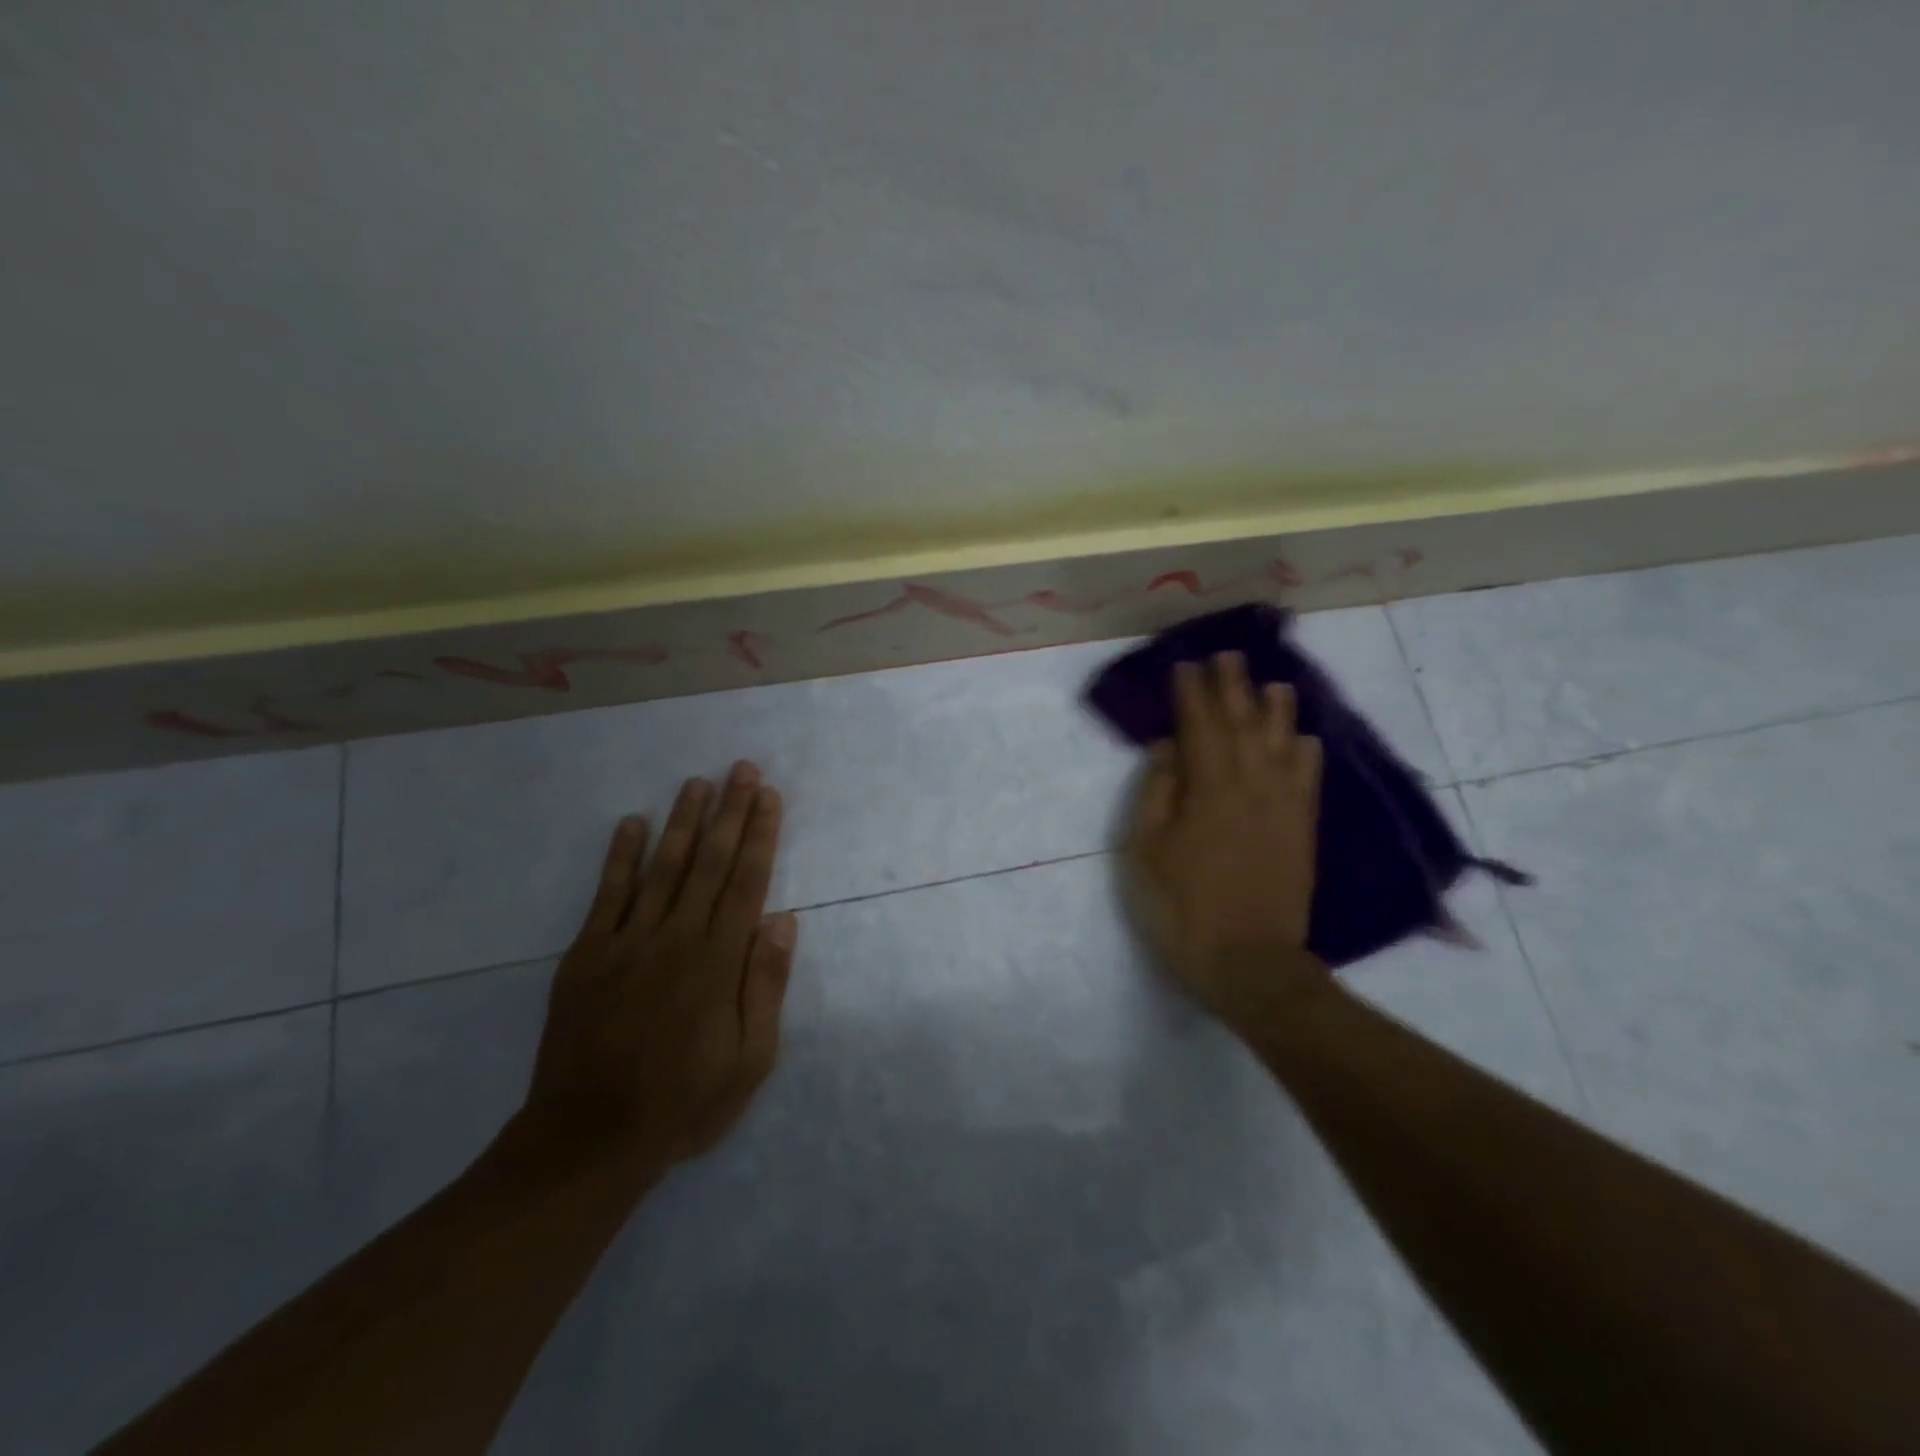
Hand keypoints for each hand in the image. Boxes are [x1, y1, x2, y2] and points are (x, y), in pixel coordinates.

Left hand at [519, 762, 797, 1175]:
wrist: (587, 1140)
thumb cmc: (683, 1102)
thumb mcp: (750, 1060)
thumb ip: (765, 986)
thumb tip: (783, 921)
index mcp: (717, 962)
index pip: (746, 882)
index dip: (760, 835)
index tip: (769, 796)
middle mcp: (675, 938)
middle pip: (708, 862)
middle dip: (728, 812)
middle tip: (741, 768)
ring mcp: (626, 943)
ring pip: (661, 868)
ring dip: (681, 821)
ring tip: (697, 782)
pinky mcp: (586, 955)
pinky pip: (607, 896)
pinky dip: (619, 857)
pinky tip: (631, 823)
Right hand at [1126, 652, 1328, 1029]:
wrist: (1250, 964)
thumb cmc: (1182, 908)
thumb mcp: (1146, 852)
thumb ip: (1157, 793)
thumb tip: (1168, 748)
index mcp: (1208, 789)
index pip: (1199, 727)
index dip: (1192, 695)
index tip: (1186, 666)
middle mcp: (1251, 787)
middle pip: (1243, 726)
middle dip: (1233, 688)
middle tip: (1227, 657)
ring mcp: (1283, 809)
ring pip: (1282, 746)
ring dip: (1276, 711)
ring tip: (1274, 683)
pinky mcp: (1303, 832)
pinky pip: (1309, 782)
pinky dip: (1307, 755)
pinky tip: (1307, 739)